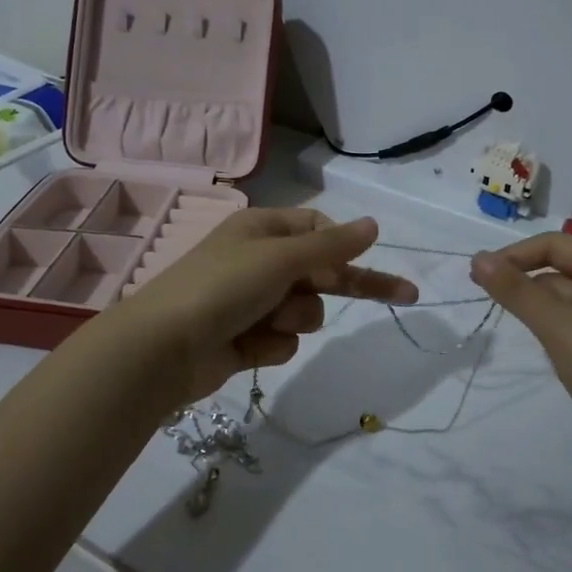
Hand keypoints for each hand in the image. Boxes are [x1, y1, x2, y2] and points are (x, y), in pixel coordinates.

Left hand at [119, 208, 417, 403]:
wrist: (165, 348)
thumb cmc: (223, 287)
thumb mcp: (280, 258)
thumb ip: (331, 245)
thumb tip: (374, 223)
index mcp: (263, 230)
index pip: (318, 229)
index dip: (344, 246)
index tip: (371, 259)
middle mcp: (259, 262)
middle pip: (321, 273)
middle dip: (347, 286)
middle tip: (407, 294)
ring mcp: (253, 303)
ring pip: (305, 311)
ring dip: (294, 319)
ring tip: (266, 321)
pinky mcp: (247, 340)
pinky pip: (283, 341)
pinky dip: (271, 345)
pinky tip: (247, 347)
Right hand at [469, 233, 571, 445]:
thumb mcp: (557, 327)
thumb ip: (516, 291)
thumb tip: (477, 258)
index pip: (555, 244)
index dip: (514, 255)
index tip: (477, 277)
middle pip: (560, 269)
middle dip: (528, 287)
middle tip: (494, 307)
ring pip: (566, 299)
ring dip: (543, 312)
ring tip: (536, 339)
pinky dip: (558, 331)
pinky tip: (554, 354)